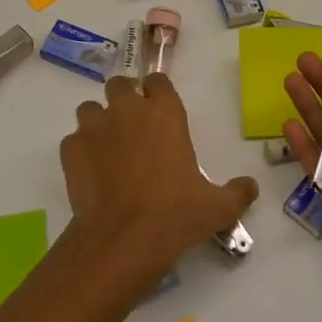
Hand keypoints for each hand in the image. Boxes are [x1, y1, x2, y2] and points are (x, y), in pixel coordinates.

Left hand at [60, 74, 258, 293]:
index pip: (158, 81)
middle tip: (132, 126)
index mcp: (164, 113)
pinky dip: (80, 150)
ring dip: (98, 121)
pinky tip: (91, 171)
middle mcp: (127, 110)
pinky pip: (73, 139)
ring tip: (107, 147)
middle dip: (124, 99)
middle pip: (119, 85)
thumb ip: (237, 193)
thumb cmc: (175, 215)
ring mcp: (94, 127)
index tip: (161, 110)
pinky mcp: (71, 150)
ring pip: (90, 108)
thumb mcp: (217, 208)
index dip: (158, 93)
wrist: (123, 240)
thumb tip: (250, 187)